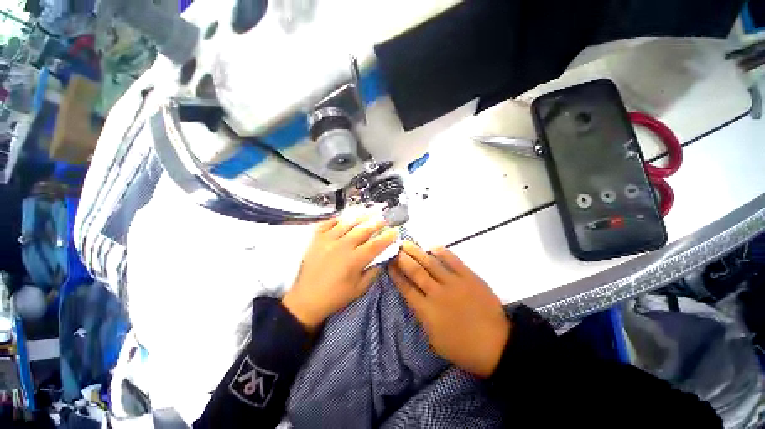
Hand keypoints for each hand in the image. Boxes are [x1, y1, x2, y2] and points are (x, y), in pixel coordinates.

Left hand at [282, 214, 397, 331]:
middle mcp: (342, 246)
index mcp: (354, 260)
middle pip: (364, 229)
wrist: (306, 300)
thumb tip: (383, 259)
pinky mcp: (316, 238)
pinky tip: (345, 217)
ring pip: (348, 222)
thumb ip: (373, 272)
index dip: (387, 237)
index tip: (395, 231)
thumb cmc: (335, 296)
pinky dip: (338, 218)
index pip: (376, 244)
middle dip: (377, 222)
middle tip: (385, 219)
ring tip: (369, 212)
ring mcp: (328, 240)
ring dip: (361, 216)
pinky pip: (328, 222)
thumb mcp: (359, 289)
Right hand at [389, 241, 510, 377]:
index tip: (389, 264)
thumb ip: (423, 317)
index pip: (406, 288)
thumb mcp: (434, 340)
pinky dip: (442, 252)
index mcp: (427, 311)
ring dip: (417, 252)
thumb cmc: (463, 348)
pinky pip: (453, 261)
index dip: (396, 275)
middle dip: (403, 259)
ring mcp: (454, 283)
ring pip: (430, 263)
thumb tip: (416, 299)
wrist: (497, 345)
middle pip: (415, 272)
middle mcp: (437, 294)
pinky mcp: (469, 277)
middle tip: (395, 248)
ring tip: (406, 243)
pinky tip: (433, 247)